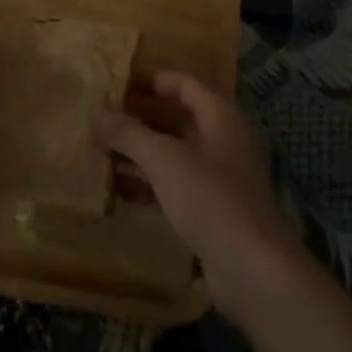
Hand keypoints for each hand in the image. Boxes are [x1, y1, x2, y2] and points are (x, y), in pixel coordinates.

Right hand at [95, 71, 308, 314]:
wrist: (255, 270)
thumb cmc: (211, 199)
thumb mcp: (164, 160)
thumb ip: (129, 133)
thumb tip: (96, 110)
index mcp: (220, 116)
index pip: (184, 84)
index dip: (153, 81)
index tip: (118, 83)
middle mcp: (222, 141)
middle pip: (178, 119)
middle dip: (141, 117)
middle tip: (102, 118)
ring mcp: (219, 178)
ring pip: (174, 154)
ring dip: (141, 152)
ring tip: (101, 150)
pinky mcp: (212, 211)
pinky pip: (175, 186)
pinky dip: (149, 184)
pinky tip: (118, 190)